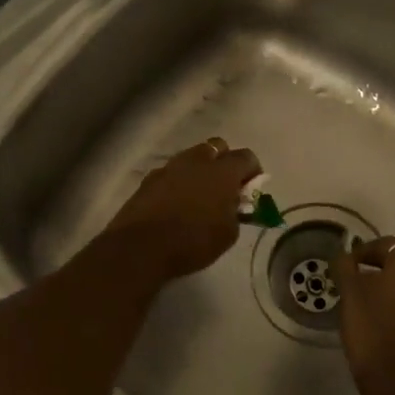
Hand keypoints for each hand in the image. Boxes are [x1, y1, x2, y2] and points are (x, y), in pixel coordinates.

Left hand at [104, 137, 261, 281]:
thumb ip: (236, 212)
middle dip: (224, 161)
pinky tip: (175, 203)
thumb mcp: (228, 234)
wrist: (141, 247)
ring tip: (198, 195)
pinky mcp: (149, 179)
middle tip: (225, 186)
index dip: (253, 171)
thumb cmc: (193, 241)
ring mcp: (170, 167)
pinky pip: (170, 173)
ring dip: (199, 170)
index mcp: (222, 171)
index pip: (246, 157)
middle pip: (217, 147)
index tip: (251, 189)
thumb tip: (233, 204)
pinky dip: (177, 182)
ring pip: (191, 157)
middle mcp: (197, 160)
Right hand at [333, 235, 394, 394]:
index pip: (387, 244)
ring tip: (360, 297)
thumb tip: (343, 255)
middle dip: (376, 265)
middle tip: (352, 277)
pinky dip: (393, 299)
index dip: (364, 249)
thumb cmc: (371, 329)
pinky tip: (375, 314)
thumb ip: (345, 268)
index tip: (345, 264)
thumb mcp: (350, 294)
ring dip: (385, 282)